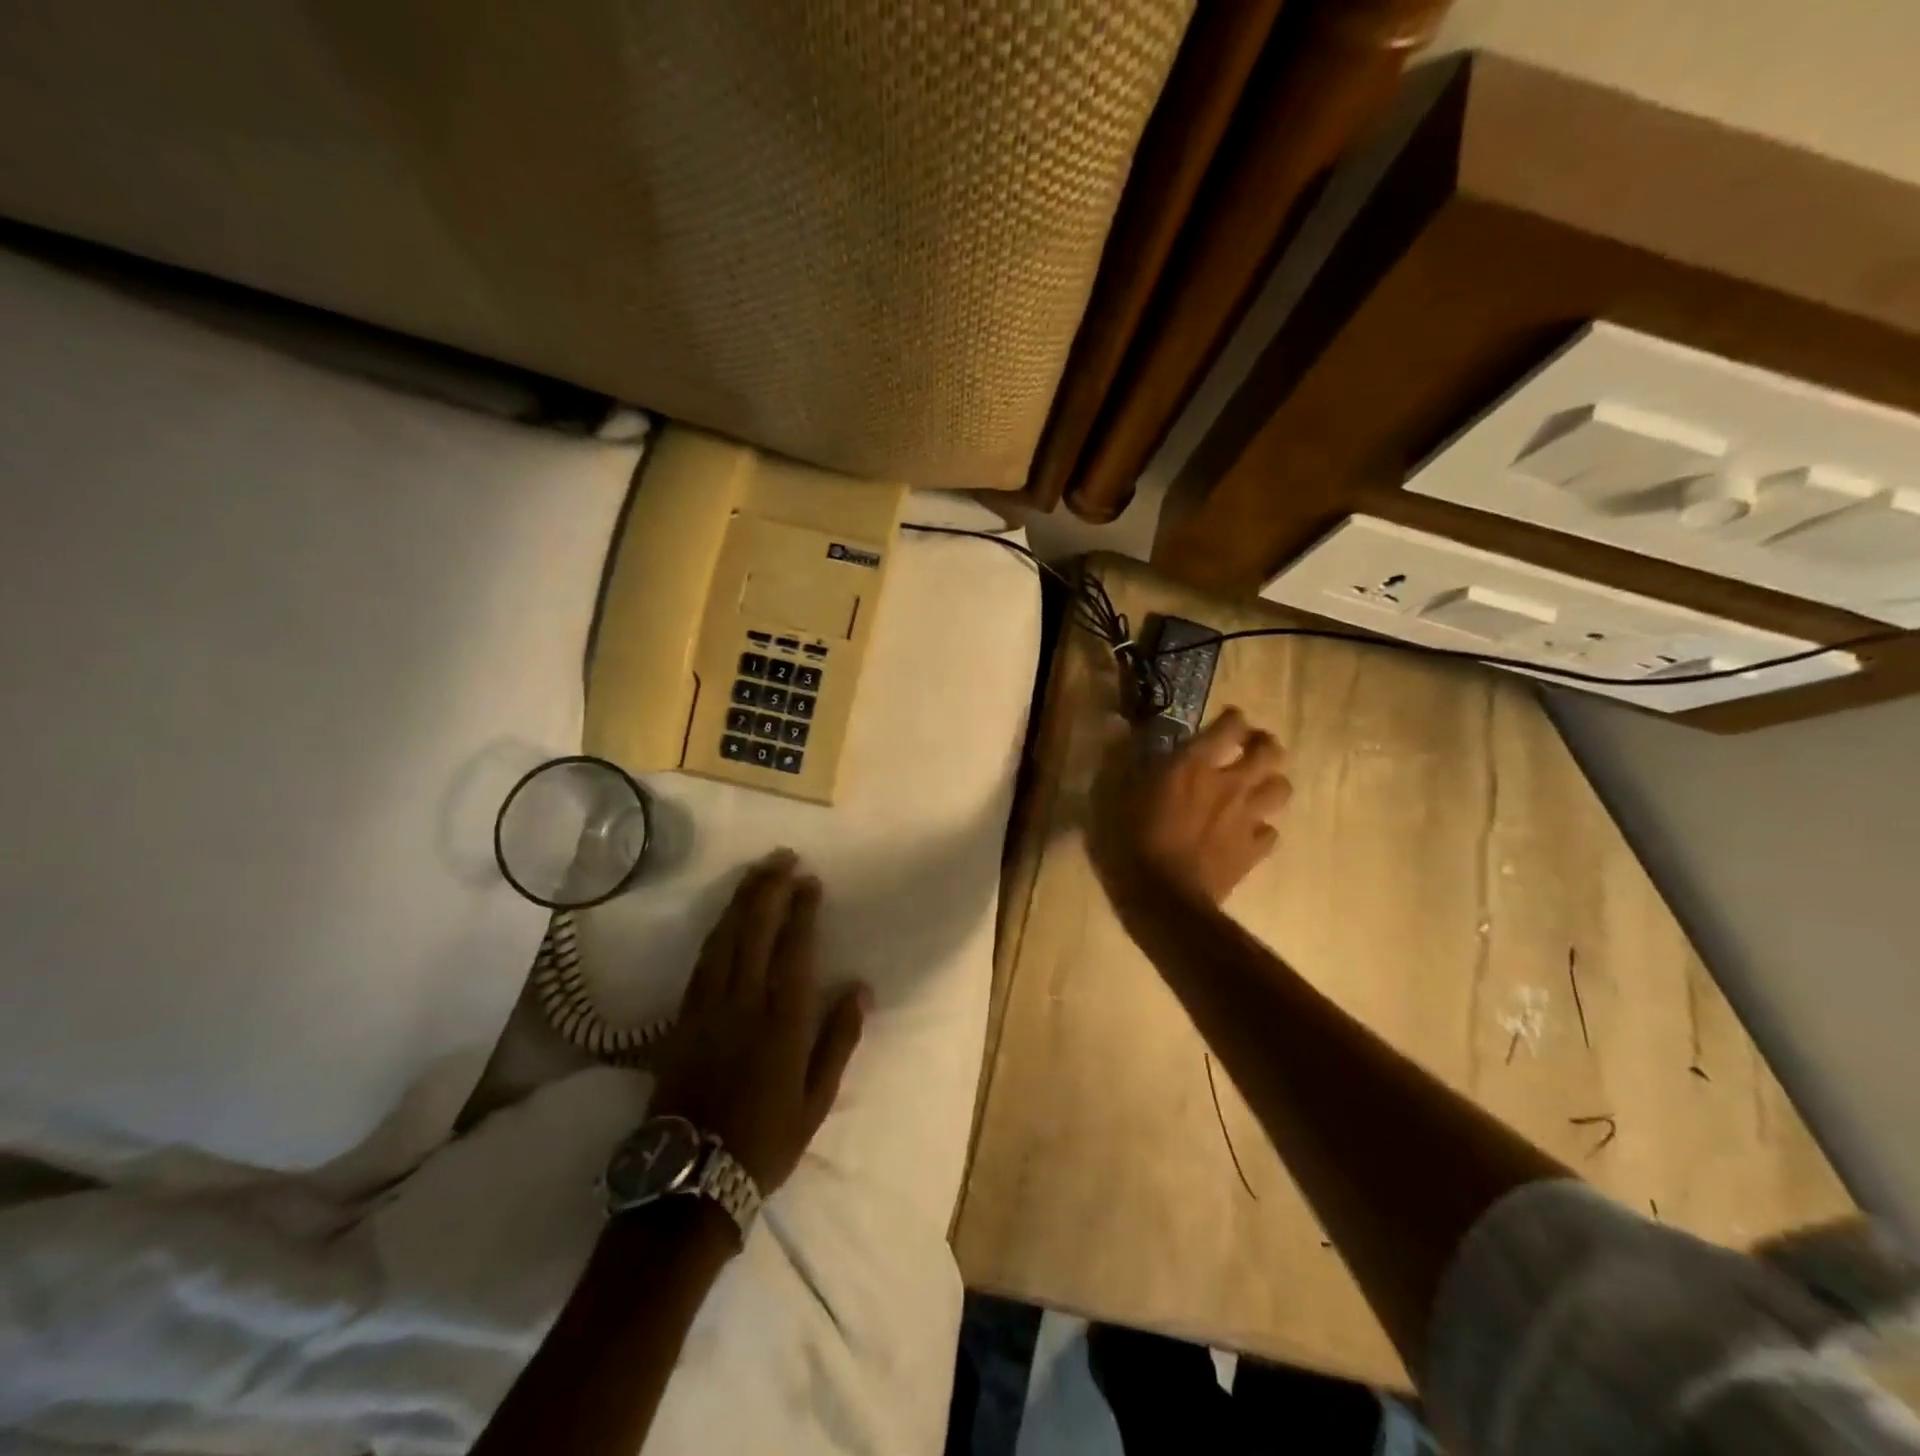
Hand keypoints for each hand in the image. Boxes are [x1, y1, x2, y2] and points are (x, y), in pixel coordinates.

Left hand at [649, 850, 868, 1194]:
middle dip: (768, 889)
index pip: (793, 949)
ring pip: (722, 939)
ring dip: (740, 901)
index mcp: (781, 1022)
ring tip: (756, 872)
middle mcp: (741, 1004)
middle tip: (782, 857)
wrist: (689, 1181)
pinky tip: (724, 917)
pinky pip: (700, 961)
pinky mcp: (680, 1019)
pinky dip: (716, 930)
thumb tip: (860, 989)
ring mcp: (705, 1009)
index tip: (810, 880)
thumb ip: (838, 1040)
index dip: (801, 910)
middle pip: (753, 931)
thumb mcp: (815, 1100)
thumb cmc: (764, 1142)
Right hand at [1086, 707, 1291, 905]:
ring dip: (1271, 784)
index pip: (1230, 727)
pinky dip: (1262, 829)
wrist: (1162, 898)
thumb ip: (1120, 757)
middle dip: (1264, 745)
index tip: (1227, 720)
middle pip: (1270, 752)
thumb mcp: (1111, 794)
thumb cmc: (1130, 840)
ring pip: (1281, 790)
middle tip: (1250, 748)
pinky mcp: (1251, 852)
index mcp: (1194, 765)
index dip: (1233, 719)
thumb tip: (1117, 725)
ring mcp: (1246, 819)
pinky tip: (1248, 832)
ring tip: (1255, 788)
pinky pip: (1271, 833)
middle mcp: (1229, 784)